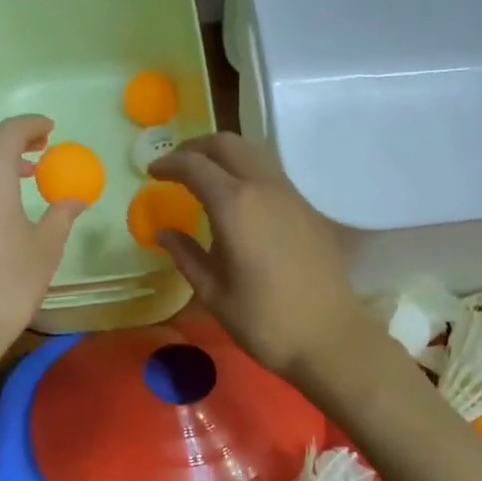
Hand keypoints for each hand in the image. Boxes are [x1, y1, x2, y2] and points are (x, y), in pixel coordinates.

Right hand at [148, 134, 374, 384]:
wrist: (330, 336)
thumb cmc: (264, 321)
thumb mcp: (214, 293)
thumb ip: (186, 256)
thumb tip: (164, 232)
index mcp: (235, 206)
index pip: (195, 166)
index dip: (169, 164)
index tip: (152, 172)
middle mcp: (264, 188)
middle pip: (227, 144)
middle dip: (196, 148)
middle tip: (176, 167)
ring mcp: (291, 195)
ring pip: (253, 154)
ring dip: (224, 156)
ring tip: (205, 179)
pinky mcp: (308, 209)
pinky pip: (271, 174)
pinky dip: (246, 172)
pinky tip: (238, 201)